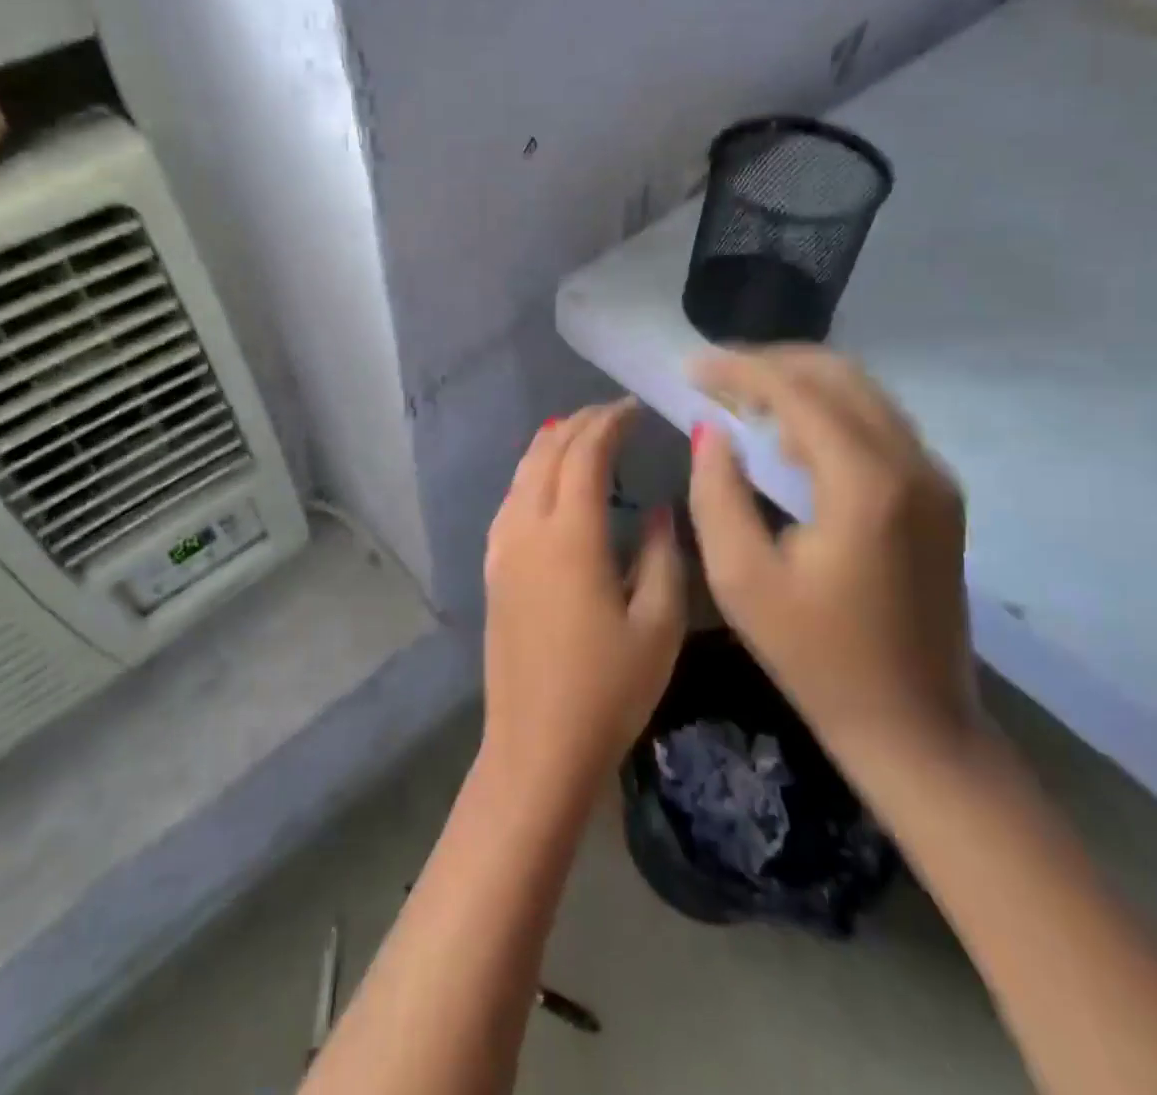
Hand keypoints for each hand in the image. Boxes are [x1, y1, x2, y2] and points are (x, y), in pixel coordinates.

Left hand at [482, 400, 686, 798]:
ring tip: (582, 434)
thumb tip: (661, 510)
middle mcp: (526, 528)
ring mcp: (501, 548)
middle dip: (579, 424)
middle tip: (614, 415)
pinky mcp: (492, 569)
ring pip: (521, 472)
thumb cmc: (608, 690)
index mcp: (570, 535)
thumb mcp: (658, 624)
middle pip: (547, 453)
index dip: (609, 423)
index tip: (634, 409)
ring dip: (552, 445)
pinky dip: (531, 474)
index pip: (584, 454)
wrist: (537, 746)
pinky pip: (509, 499)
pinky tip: (547, 482)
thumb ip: (664, 556)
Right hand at [686, 348, 975, 761]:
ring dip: (800, 384)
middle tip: (714, 377)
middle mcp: (912, 463)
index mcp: (865, 483)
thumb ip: (716, 493)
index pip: (796, 392)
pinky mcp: (938, 496)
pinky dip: (829, 412)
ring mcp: (934, 477)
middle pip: (838, 375)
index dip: (738, 370)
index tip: (690, 367)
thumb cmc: (816, 657)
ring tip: (741, 399)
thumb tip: (710, 430)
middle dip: (770, 364)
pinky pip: (878, 425)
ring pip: (863, 393)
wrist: (915, 725)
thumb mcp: (741, 579)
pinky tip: (788, 437)